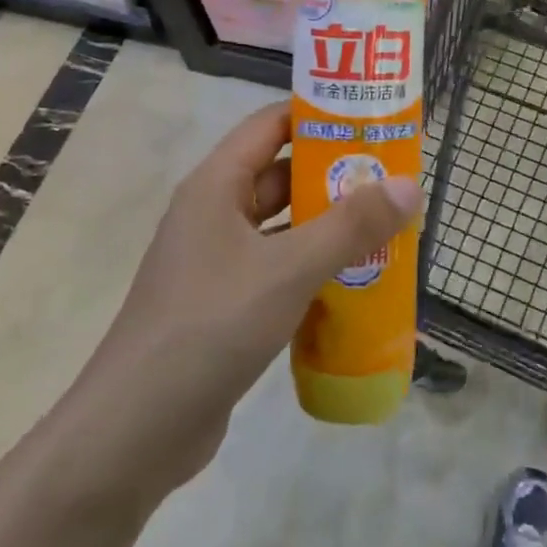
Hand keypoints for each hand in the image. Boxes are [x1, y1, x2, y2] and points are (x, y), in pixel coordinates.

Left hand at [66, 103, 421, 503]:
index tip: (372, 119)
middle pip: (282, 176)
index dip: (319, 115)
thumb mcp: (288, 268)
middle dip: (336, 176)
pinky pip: (279, 271)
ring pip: (284, 228)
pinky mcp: (226, 306)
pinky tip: (357, 283)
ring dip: (330, 227)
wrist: (137, 430)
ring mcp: (218, 263)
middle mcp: (214, 215)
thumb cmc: (210, 326)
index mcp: (216, 186)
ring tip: (389, 228)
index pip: (271, 125)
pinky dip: (315, 270)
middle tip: (394, 179)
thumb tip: (409, 184)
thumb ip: (351, 226)